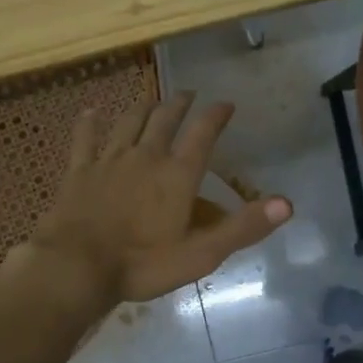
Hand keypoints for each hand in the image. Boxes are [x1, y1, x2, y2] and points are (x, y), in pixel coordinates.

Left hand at [18, 92, 291, 306]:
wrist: (76, 268)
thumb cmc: (142, 265)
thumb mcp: (201, 254)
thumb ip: (243, 227)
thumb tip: (287, 203)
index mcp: (177, 175)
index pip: (203, 134)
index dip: (216, 115)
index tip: (225, 103)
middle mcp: (146, 156)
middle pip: (165, 120)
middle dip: (180, 104)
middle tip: (188, 94)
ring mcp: (109, 160)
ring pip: (129, 123)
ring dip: (143, 108)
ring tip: (152, 100)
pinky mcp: (79, 171)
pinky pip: (85, 138)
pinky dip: (90, 123)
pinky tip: (91, 112)